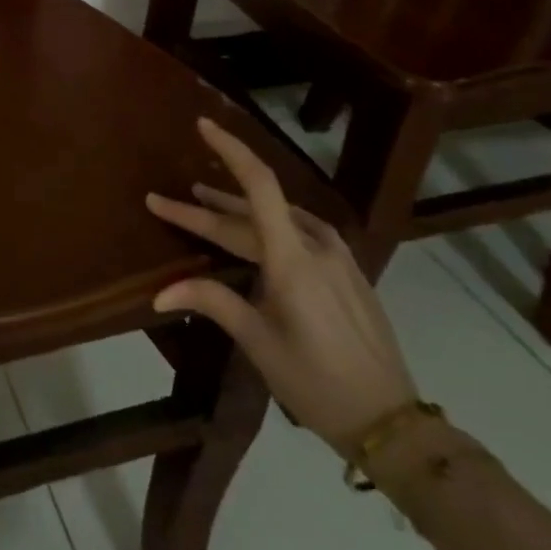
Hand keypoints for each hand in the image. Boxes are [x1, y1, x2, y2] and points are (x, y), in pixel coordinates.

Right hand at [147, 117, 416, 454]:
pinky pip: (300, 234)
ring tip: (204, 198)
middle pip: (253, 212)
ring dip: (238, 211)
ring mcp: (337, 259)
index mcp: (293, 259)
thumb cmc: (317, 382)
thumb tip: (159, 293)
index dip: (230, 150)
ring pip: (278, 220)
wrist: (391, 423)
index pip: (258, 186)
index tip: (203, 125)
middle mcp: (317, 247)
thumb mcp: (258, 342)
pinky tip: (256, 233)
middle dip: (206, 207)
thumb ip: (212, 302)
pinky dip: (267, 227)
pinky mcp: (348, 273)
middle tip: (165, 201)